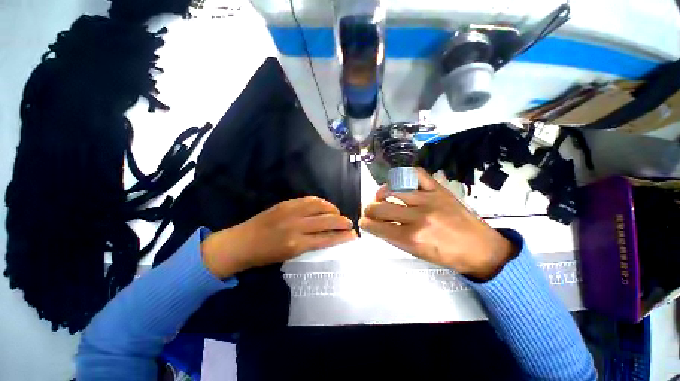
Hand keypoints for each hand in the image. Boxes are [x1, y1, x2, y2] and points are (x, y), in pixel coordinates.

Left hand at [201, 197, 356, 277]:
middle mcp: (296, 226)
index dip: (342, 237)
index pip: (327, 238)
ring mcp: (291, 212)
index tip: (353, 235)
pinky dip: (320, 202)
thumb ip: (310, 244)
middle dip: (342, 221)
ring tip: (337, 213)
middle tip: (350, 223)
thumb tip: (327, 236)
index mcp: (297, 244)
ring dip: (332, 209)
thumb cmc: (264, 256)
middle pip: (326, 220)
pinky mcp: (286, 203)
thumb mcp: (289, 256)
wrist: (240, 243)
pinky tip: (324, 206)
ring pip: (319, 206)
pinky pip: (308, 200)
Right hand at [360, 168, 516, 279]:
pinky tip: (398, 182)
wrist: (480, 248)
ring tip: (380, 196)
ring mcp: (428, 199)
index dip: (366, 224)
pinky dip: (403, 175)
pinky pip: (416, 174)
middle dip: (369, 210)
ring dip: (380, 193)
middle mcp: (418, 216)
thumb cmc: (447, 255)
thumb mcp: (417, 253)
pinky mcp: (438, 189)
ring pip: (393, 189)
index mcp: (412, 237)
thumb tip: (378, 226)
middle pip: (381, 207)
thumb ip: (394, 238)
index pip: (378, 226)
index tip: (363, 222)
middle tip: (369, 211)